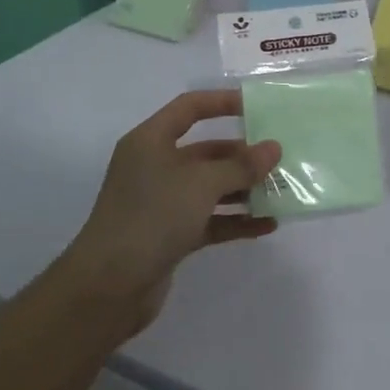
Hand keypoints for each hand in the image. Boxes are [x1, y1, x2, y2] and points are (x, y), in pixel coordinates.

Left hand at [62, 89, 281, 332]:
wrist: (108, 287)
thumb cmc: (152, 217)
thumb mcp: (201, 183)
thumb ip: (241, 166)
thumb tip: (274, 148)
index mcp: (151, 141)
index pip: (190, 108)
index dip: (223, 102)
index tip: (259, 107)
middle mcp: (154, 167)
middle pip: (205, 151)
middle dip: (242, 155)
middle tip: (279, 159)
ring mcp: (162, 203)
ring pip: (210, 188)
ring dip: (243, 190)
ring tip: (281, 192)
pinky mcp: (170, 235)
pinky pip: (210, 220)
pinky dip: (235, 221)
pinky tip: (267, 226)